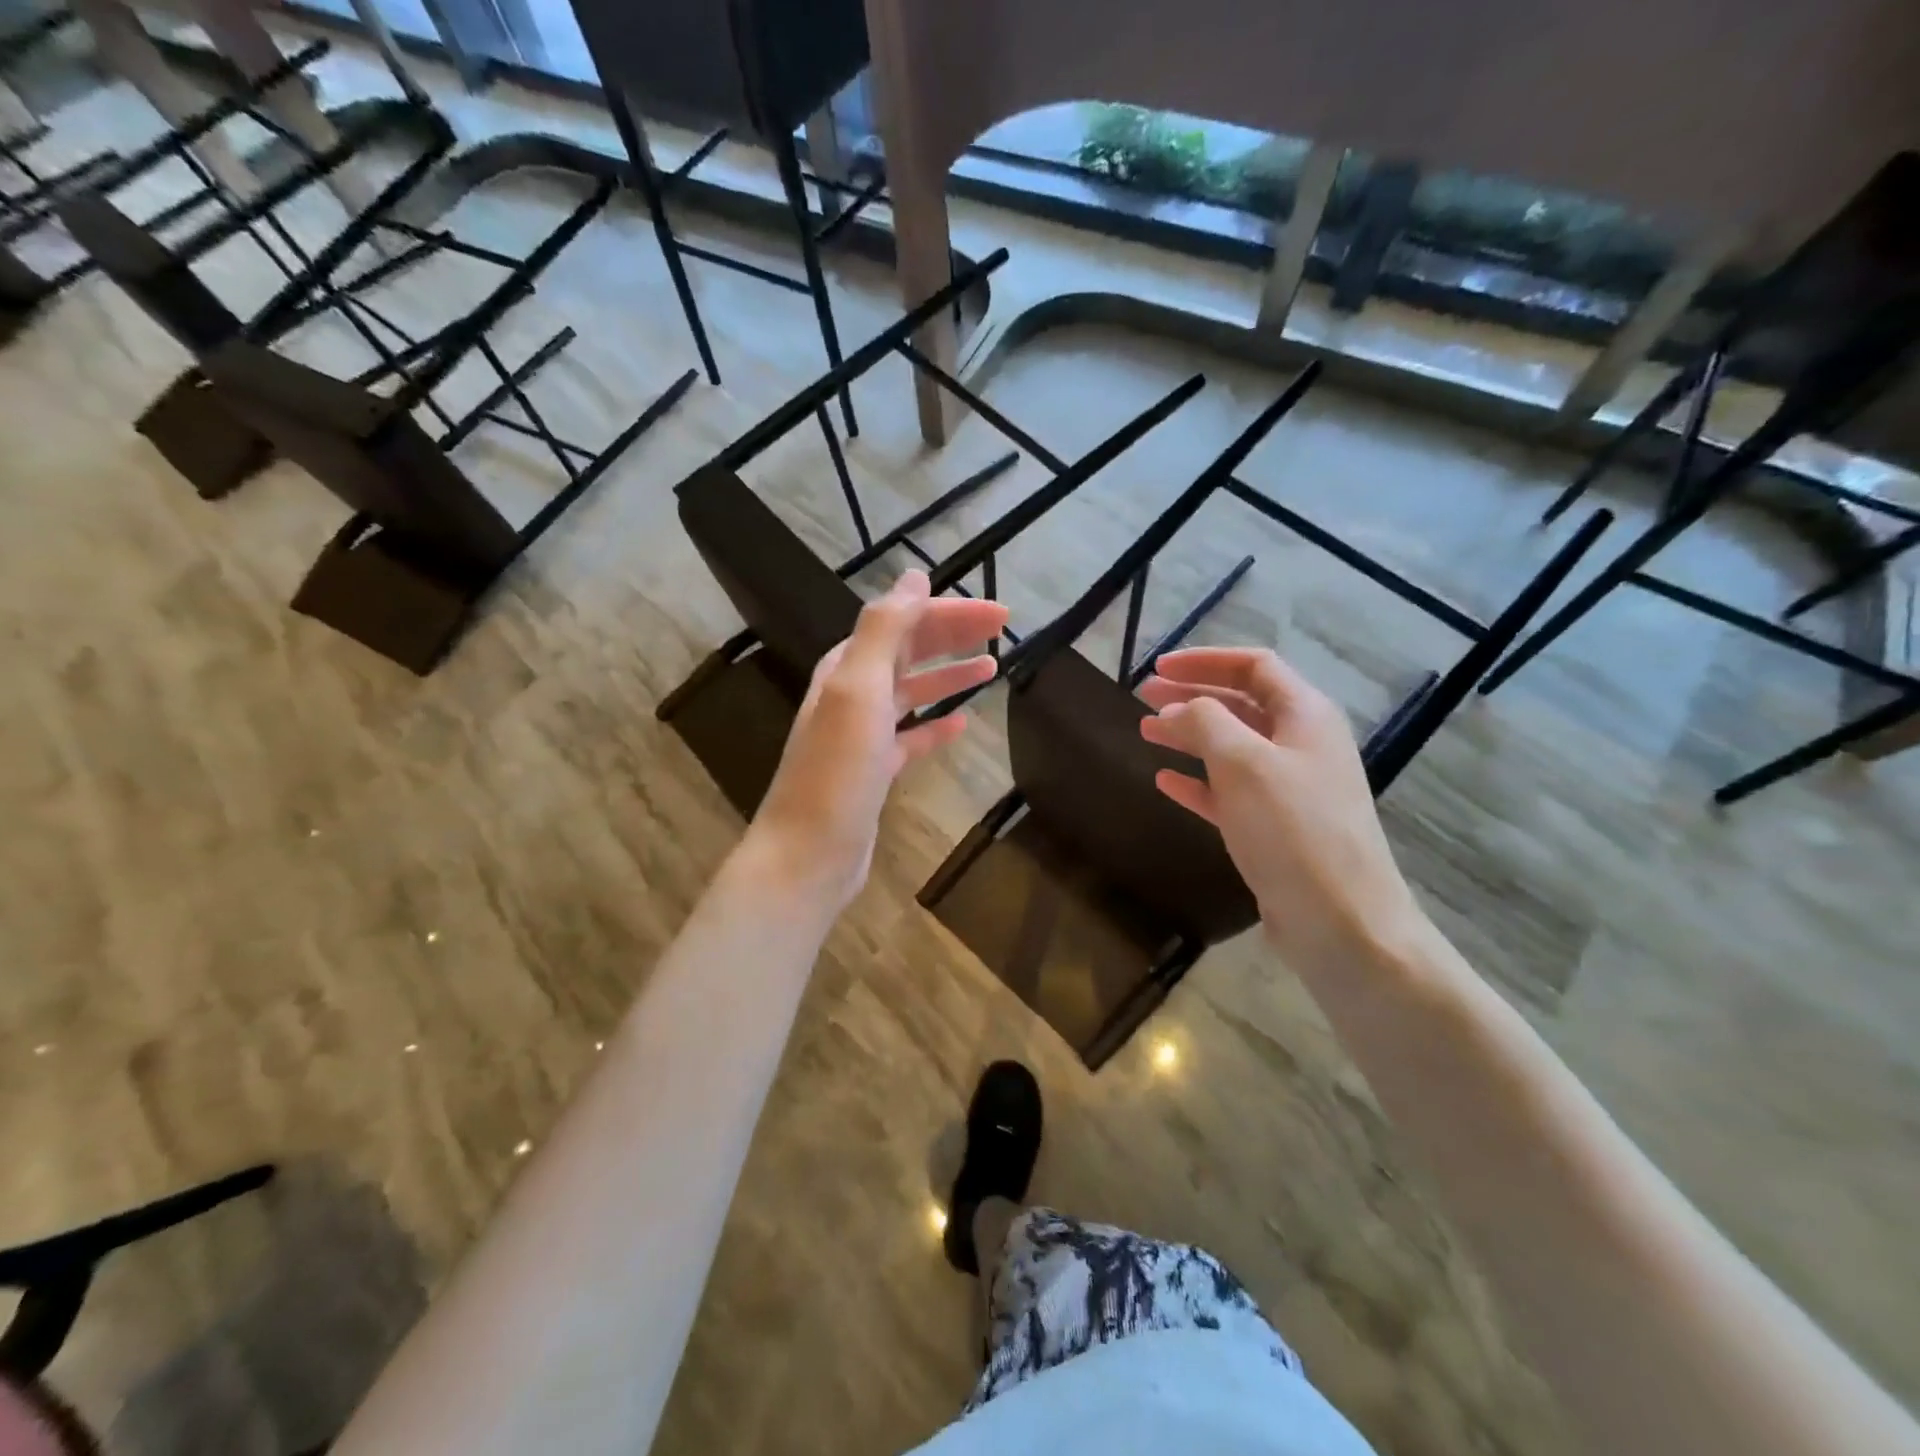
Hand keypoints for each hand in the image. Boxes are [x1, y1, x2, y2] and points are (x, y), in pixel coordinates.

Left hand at [749, 570, 1008, 910]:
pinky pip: (910, 738)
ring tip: (990, 668)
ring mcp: (862, 735)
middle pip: (909, 652)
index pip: (904, 623)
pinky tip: (961, 726)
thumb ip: (883, 630)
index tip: (999, 613)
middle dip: (953, 636)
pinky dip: (935, 727)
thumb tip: (913, 577)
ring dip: (948, 676)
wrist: (809, 853)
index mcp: (847, 668)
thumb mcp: (857, 689)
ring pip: (912, 692)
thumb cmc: (836, 771)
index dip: (950, 613)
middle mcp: (852, 694)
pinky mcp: (874, 771)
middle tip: (1002, 630)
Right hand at [1138, 646, 1424, 969]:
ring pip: (1231, 747)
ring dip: (1189, 735)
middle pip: (1241, 704)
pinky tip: (1165, 781)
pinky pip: (1229, 791)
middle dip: (1192, 696)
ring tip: (1145, 732)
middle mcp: (1301, 745)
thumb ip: (1205, 722)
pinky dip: (1197, 781)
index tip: (1158, 667)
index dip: (1205, 660)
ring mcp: (1289, 789)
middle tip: (1144, 697)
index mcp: (1305, 716)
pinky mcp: (1274, 828)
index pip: (1254, 667)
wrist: (1341, 922)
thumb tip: (1176, 710)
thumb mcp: (1244, 763)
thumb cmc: (1293, 830)